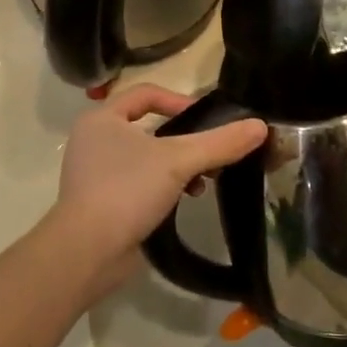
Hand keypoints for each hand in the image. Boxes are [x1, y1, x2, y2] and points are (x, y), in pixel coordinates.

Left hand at [43, 84, 266, 297]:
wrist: (86, 253)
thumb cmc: (127, 190)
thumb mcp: (178, 161)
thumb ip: (220, 143)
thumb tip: (261, 126)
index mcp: (102, 119)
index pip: (146, 94)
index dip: (179, 100)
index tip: (206, 119)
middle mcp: (94, 140)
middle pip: (148, 126)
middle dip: (183, 139)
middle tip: (211, 153)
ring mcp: (95, 174)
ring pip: (146, 158)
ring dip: (177, 166)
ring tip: (203, 183)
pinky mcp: (101, 203)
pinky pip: (139, 183)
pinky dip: (163, 187)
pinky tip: (184, 201)